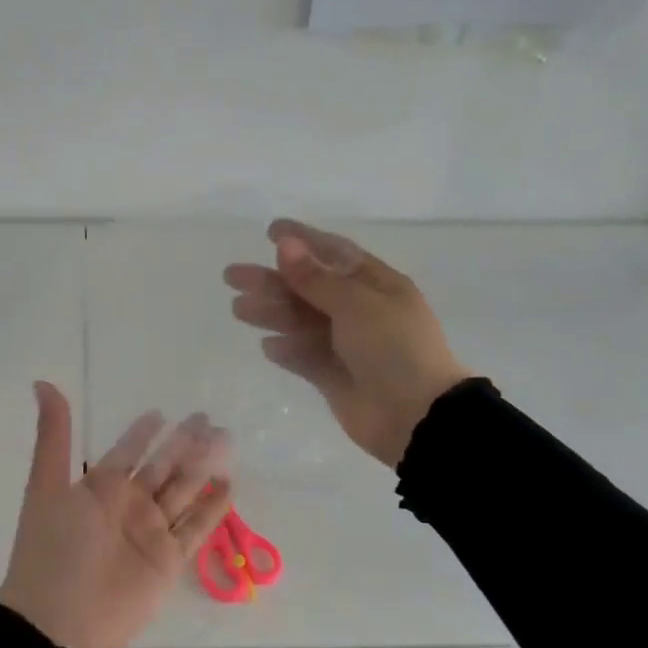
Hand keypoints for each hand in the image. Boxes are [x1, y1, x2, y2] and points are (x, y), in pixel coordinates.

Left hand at [0, 383, 234, 647]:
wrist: (58, 620)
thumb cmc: (52, 547)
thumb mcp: (47, 485)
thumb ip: (53, 436)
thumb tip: (41, 381)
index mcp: (99, 488)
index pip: (127, 451)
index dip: (142, 433)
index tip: (161, 411)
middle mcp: (128, 506)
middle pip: (163, 467)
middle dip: (184, 443)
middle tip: (209, 418)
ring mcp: (151, 532)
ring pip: (184, 492)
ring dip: (204, 467)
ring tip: (226, 441)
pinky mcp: (169, 561)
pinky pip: (196, 529)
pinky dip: (214, 510)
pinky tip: (230, 487)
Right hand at [223, 219, 475, 467]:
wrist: (415, 416)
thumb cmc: (393, 348)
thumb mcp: (356, 304)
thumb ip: (315, 278)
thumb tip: (285, 244)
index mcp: (376, 285)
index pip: (334, 253)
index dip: (303, 240)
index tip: (270, 231)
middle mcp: (360, 311)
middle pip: (308, 288)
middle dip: (271, 280)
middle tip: (231, 275)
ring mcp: (346, 346)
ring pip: (300, 322)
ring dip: (271, 313)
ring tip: (237, 309)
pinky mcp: (334, 377)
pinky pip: (304, 357)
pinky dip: (287, 351)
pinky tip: (268, 346)